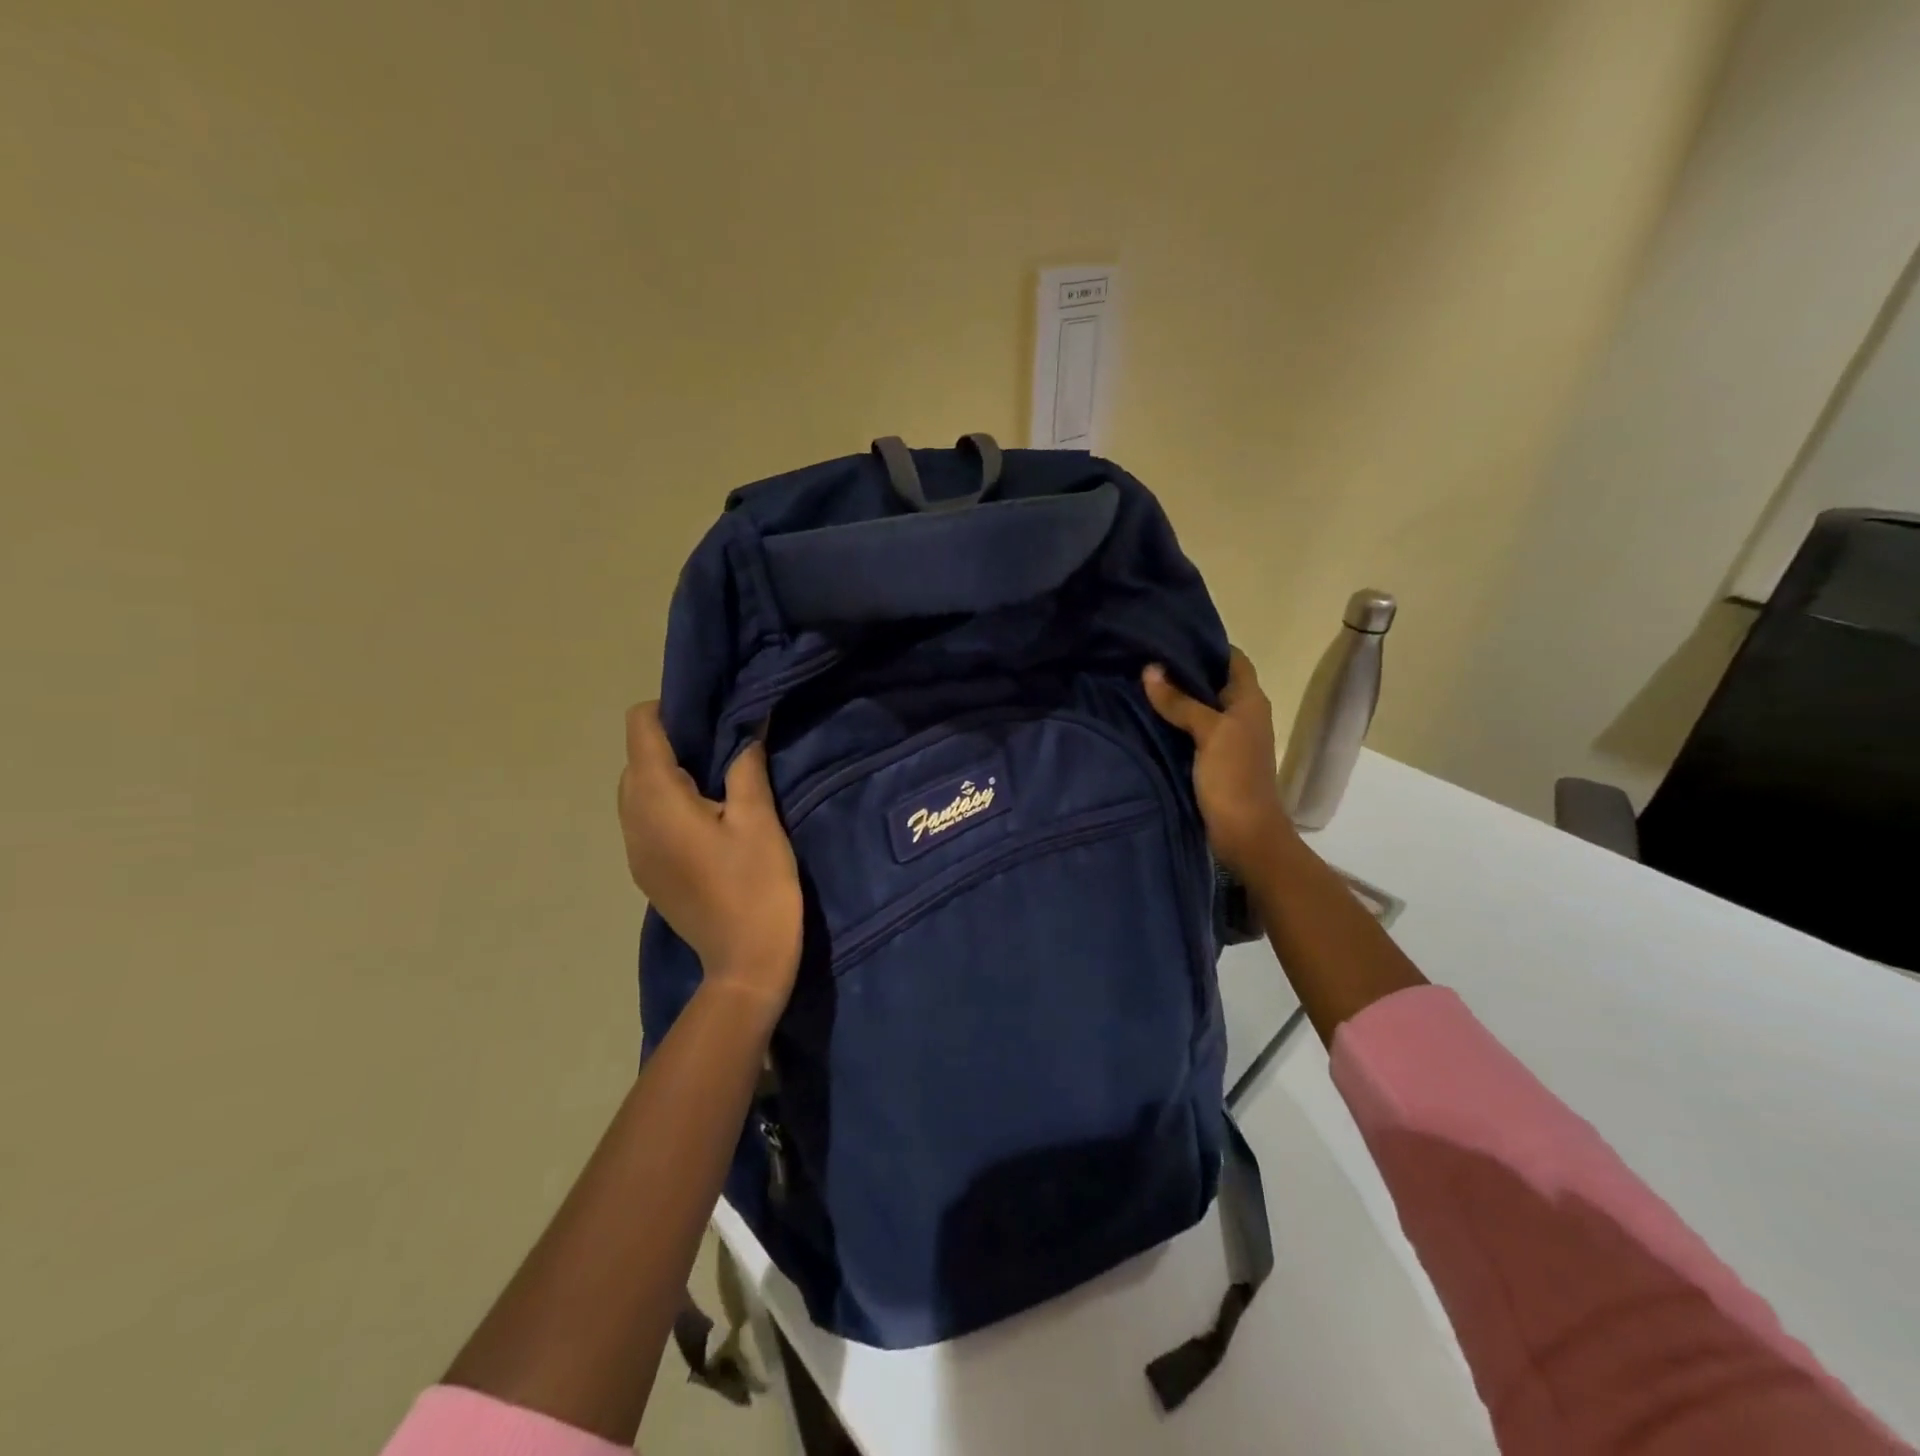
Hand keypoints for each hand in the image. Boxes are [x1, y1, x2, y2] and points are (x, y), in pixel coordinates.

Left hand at [619, 704, 802, 1011]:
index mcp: (657, 800)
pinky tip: (708, 820)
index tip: (712, 714)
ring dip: (670, 774)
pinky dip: (667, 803)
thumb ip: (746, 765)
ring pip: (637, 790)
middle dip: (673, 741)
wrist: (745, 964)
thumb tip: (747, 725)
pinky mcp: (646, 872)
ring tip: (719, 782)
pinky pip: (645, 819)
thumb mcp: (760, 819)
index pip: (640, 728)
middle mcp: (633, 820)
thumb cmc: (757, 886)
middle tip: (724, 747)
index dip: (670, 709)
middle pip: (636, 758)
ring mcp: (634, 851)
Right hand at [1143, 648, 1295, 878]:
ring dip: (1174, 697)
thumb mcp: (1209, 733)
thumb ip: (1180, 701)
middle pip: (1211, 682)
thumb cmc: (1234, 778)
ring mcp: (1225, 739)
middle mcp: (1240, 714)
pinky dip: (1171, 722)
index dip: (1206, 643)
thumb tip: (1150, 669)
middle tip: (1144, 655)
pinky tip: (1144, 716)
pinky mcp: (1210, 760)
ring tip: (1137, 680)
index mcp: (1250, 700)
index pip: (1232, 658)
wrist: (1245, 835)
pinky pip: (1188, 731)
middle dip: (1182, 669)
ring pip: (1198, 707)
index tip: (1171, 632)